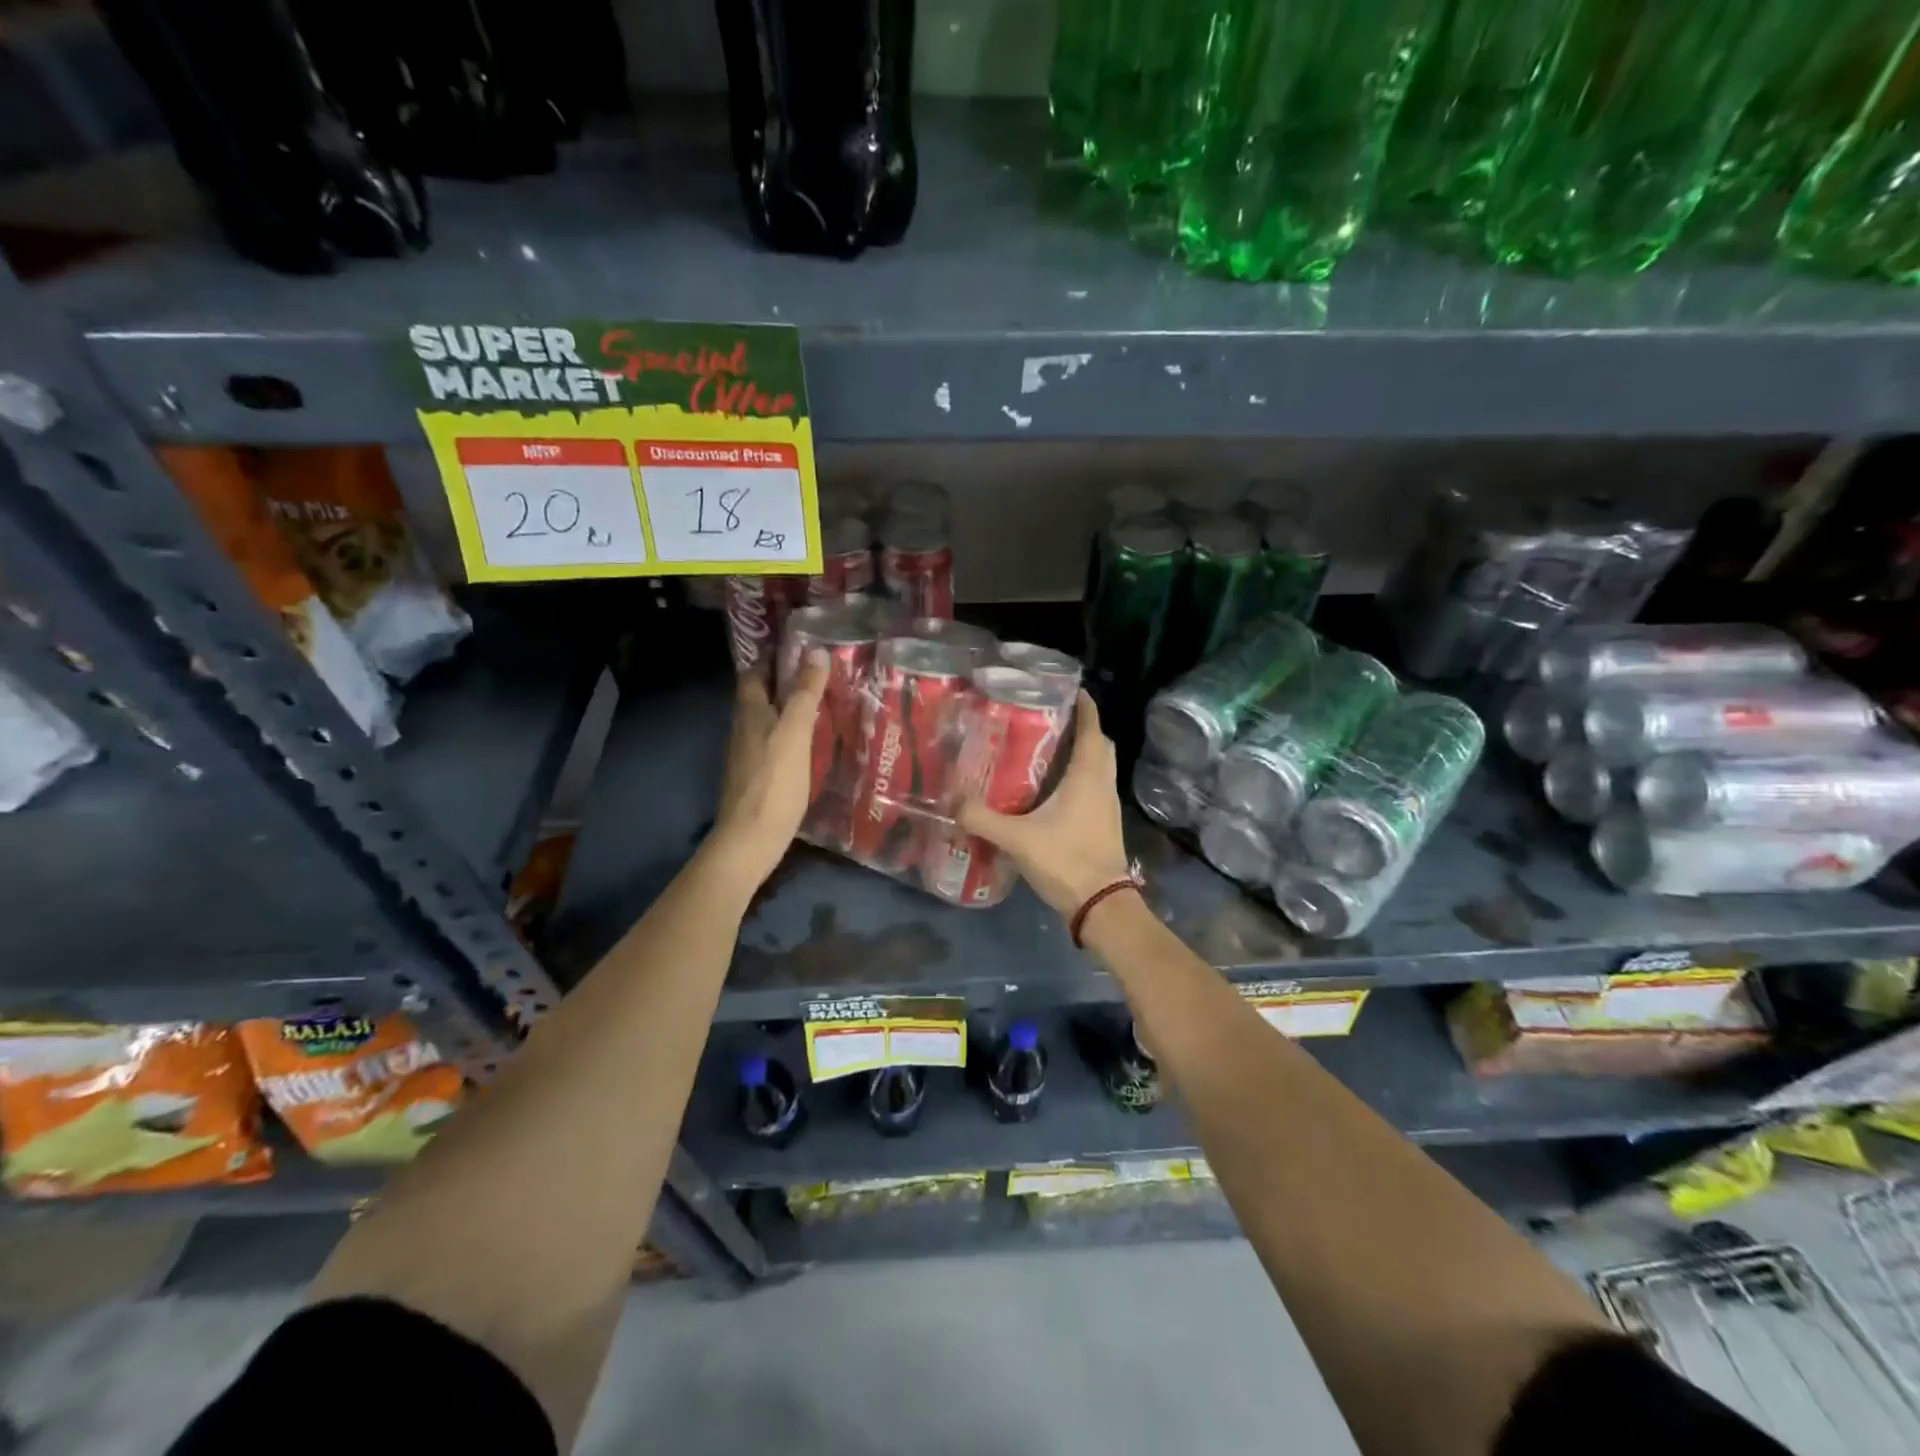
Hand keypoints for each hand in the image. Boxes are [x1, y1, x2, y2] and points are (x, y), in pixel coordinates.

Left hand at [707, 654, 828, 888]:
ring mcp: (747, 756)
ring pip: (767, 722)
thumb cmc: (773, 783)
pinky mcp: (756, 778)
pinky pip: (773, 745)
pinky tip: (810, 744)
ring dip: (787, 710)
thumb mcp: (794, 734)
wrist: (750, 841)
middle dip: (784, 683)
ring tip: (821, 705)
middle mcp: (743, 730)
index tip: (800, 648)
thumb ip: (804, 694)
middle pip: (759, 697)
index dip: (772, 658)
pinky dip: (789, 736)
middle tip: (819, 675)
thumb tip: (816, 652)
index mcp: (748, 713)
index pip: (753, 673)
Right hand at [957, 691, 1135, 918]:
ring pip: (1099, 768)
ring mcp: (1107, 806)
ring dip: (1082, 755)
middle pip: (1100, 746)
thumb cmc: (1066, 861)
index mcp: (1088, 777)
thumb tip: (952, 801)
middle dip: (1083, 728)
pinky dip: (1080, 778)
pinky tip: (1052, 790)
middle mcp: (1102, 785)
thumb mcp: (1017, 838)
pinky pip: (1095, 788)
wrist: (1101, 905)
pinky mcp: (1104, 825)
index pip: (1093, 730)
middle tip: (1052, 720)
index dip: (1085, 707)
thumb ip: (983, 818)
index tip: (1069, 689)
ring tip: (1047, 750)